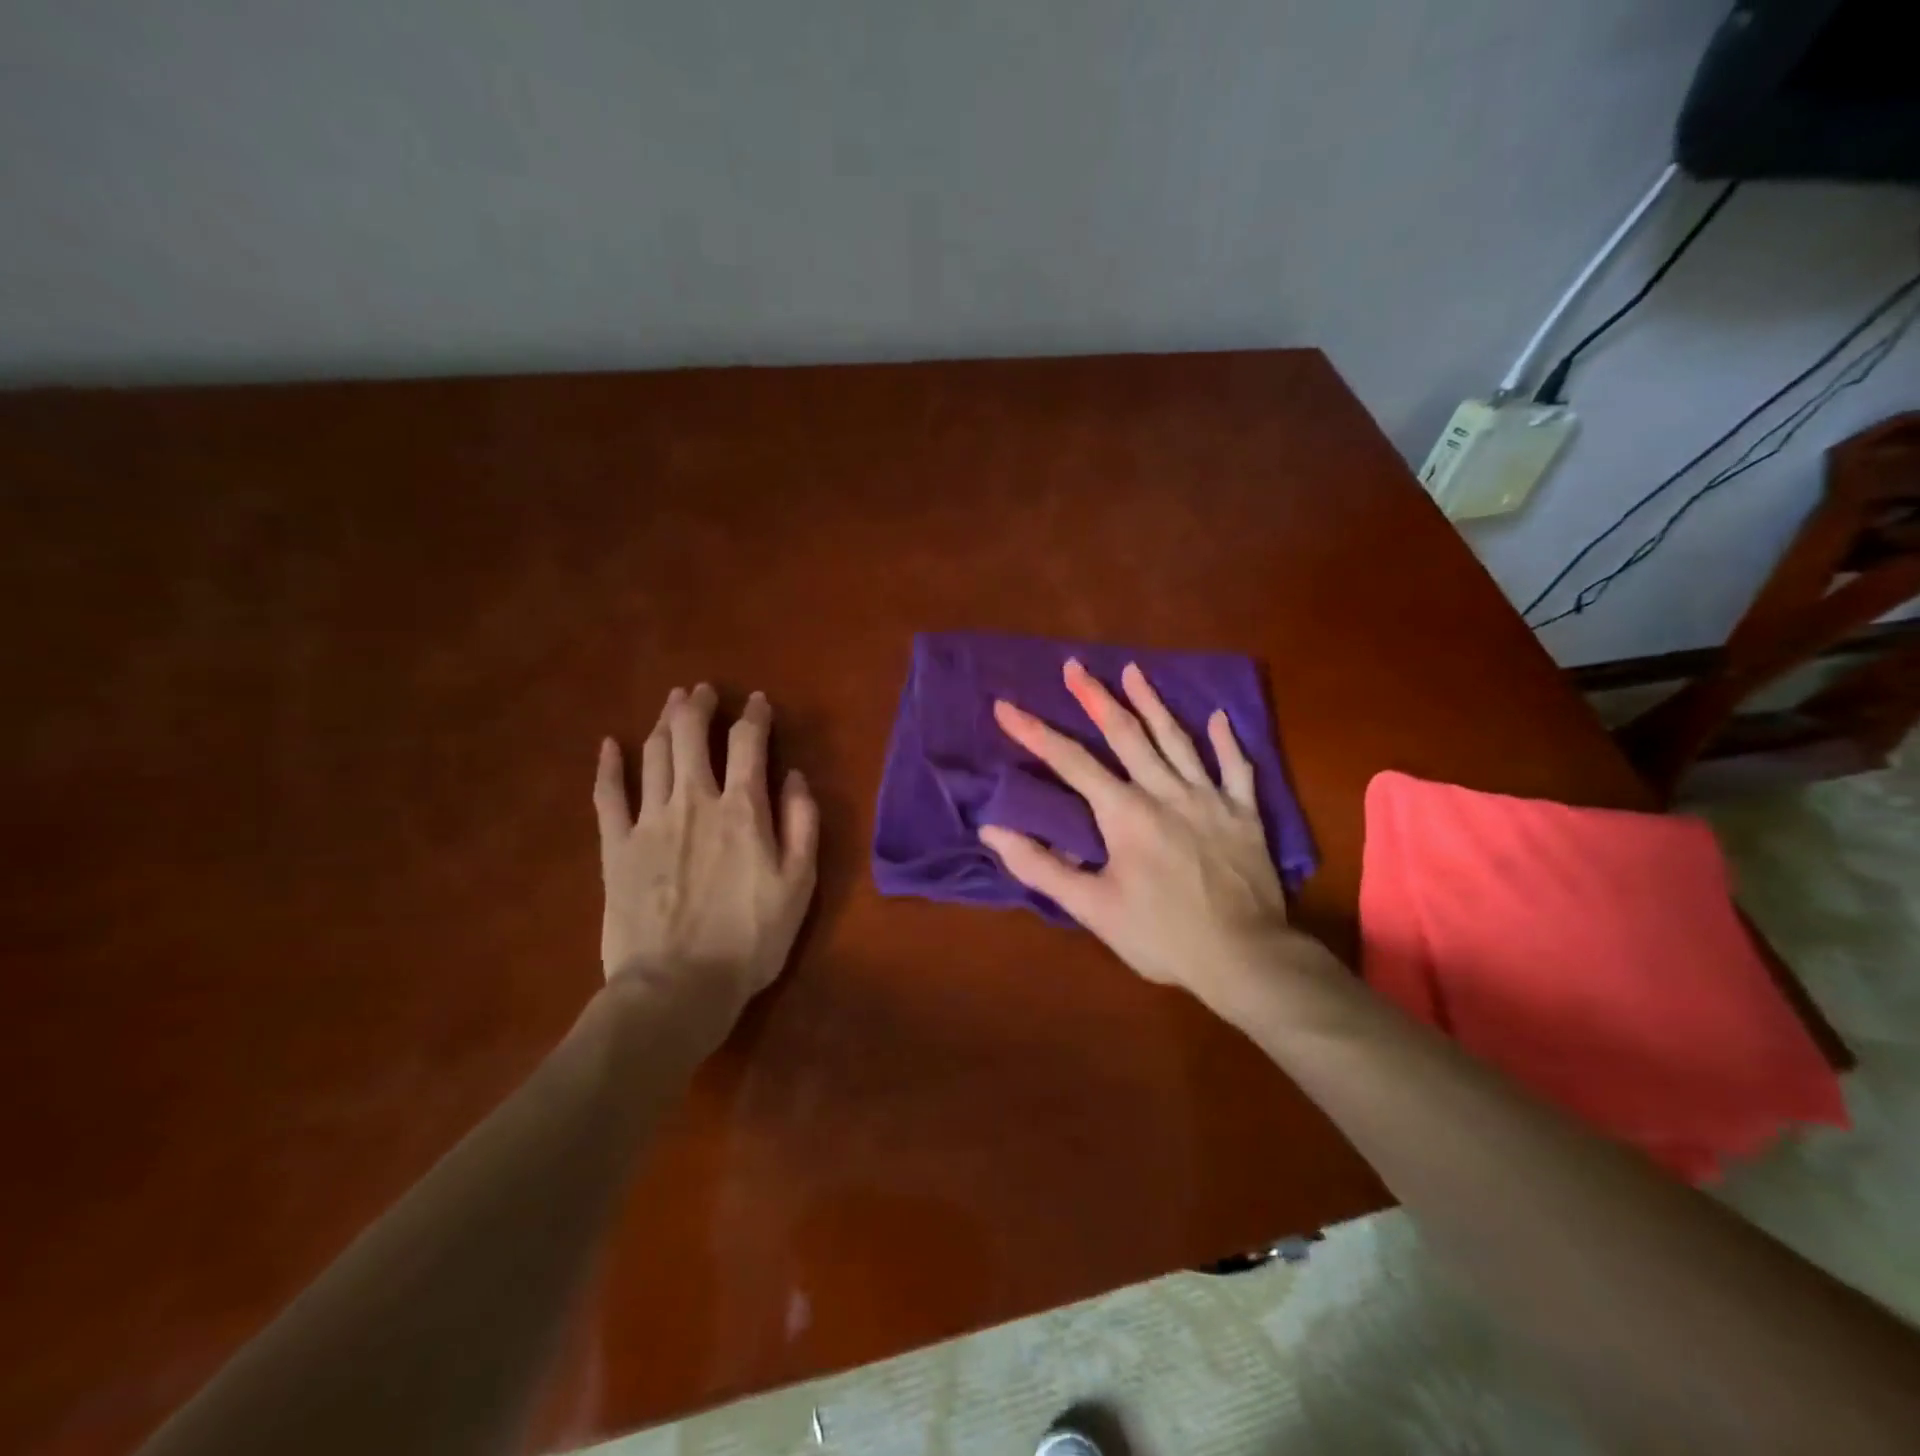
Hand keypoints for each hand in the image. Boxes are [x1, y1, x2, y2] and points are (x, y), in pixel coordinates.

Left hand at [593, 684, 818, 1030]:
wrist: (677, 987)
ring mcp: (649, 821)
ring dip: (664, 722)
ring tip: (672, 703)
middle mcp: (694, 801)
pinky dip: (608, 765)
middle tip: (702, 690)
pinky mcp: (615, 847)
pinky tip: (609, 744)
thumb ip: (802, 825)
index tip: (758, 702)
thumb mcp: (799, 885)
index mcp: (742, 810)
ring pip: (654, 754)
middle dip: (699, 706)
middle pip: (692, 736)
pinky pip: (608, 795)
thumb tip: (795, 777)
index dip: (755, 717)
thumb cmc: (750, 940)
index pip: (749, 744)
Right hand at [979, 659, 1312, 1017]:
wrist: (1245, 958)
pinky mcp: (1244, 814)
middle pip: (1126, 734)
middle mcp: (1166, 792)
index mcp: (1126, 813)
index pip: (1071, 762)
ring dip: (1153, 703)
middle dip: (1095, 698)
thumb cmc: (1161, 935)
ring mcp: (1210, 798)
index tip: (1006, 706)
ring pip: (1177, 739)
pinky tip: (1217, 716)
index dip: (1035, 732)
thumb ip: (1041, 867)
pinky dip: (1225, 741)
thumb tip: (992, 831)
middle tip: (1075, 665)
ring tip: (1134, 671)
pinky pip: (1235, 768)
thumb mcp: (1092, 908)